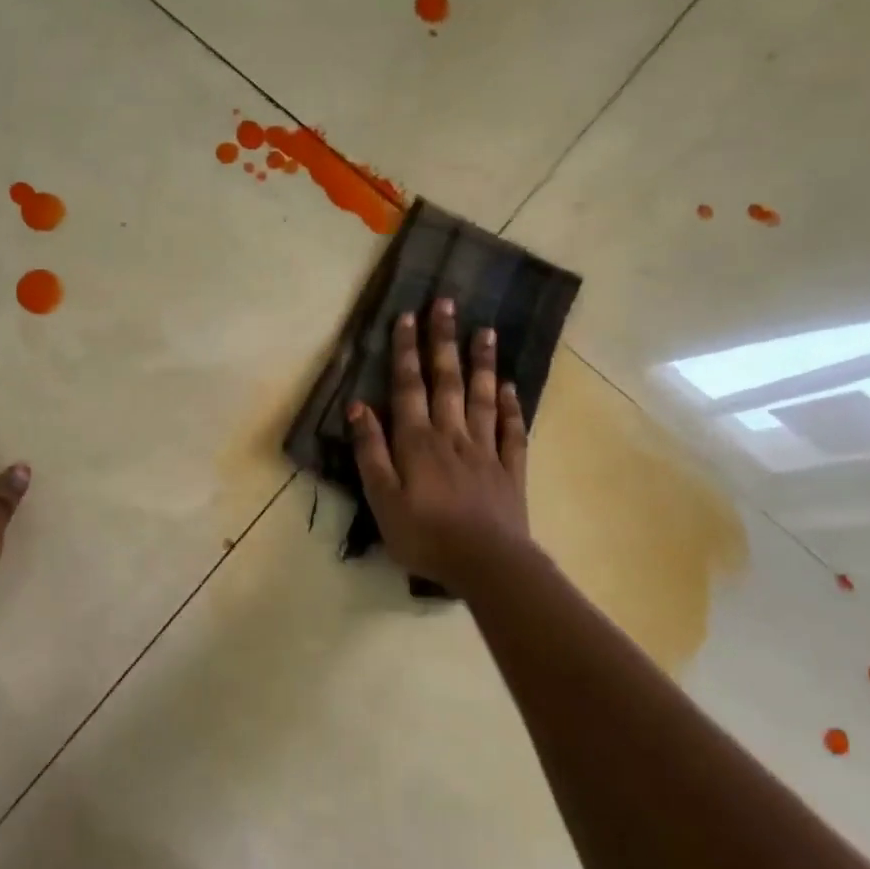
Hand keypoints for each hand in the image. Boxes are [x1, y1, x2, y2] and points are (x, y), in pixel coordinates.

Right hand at [347, 299, 530, 586]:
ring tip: (484, 330)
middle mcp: (451, 435)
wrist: (487, 565)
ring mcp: (485, 450)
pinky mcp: (510, 469)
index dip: (406, 351)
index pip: (409, 387)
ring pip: (481, 397)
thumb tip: (358, 406)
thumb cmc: (425, 535)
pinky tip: (509, 387)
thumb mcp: (382, 498)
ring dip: (481, 363)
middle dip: (443, 341)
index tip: (407, 316)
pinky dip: (510, 406)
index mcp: (417, 442)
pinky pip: (511, 430)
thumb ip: (370, 451)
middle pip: (447, 381)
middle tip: (447, 303)